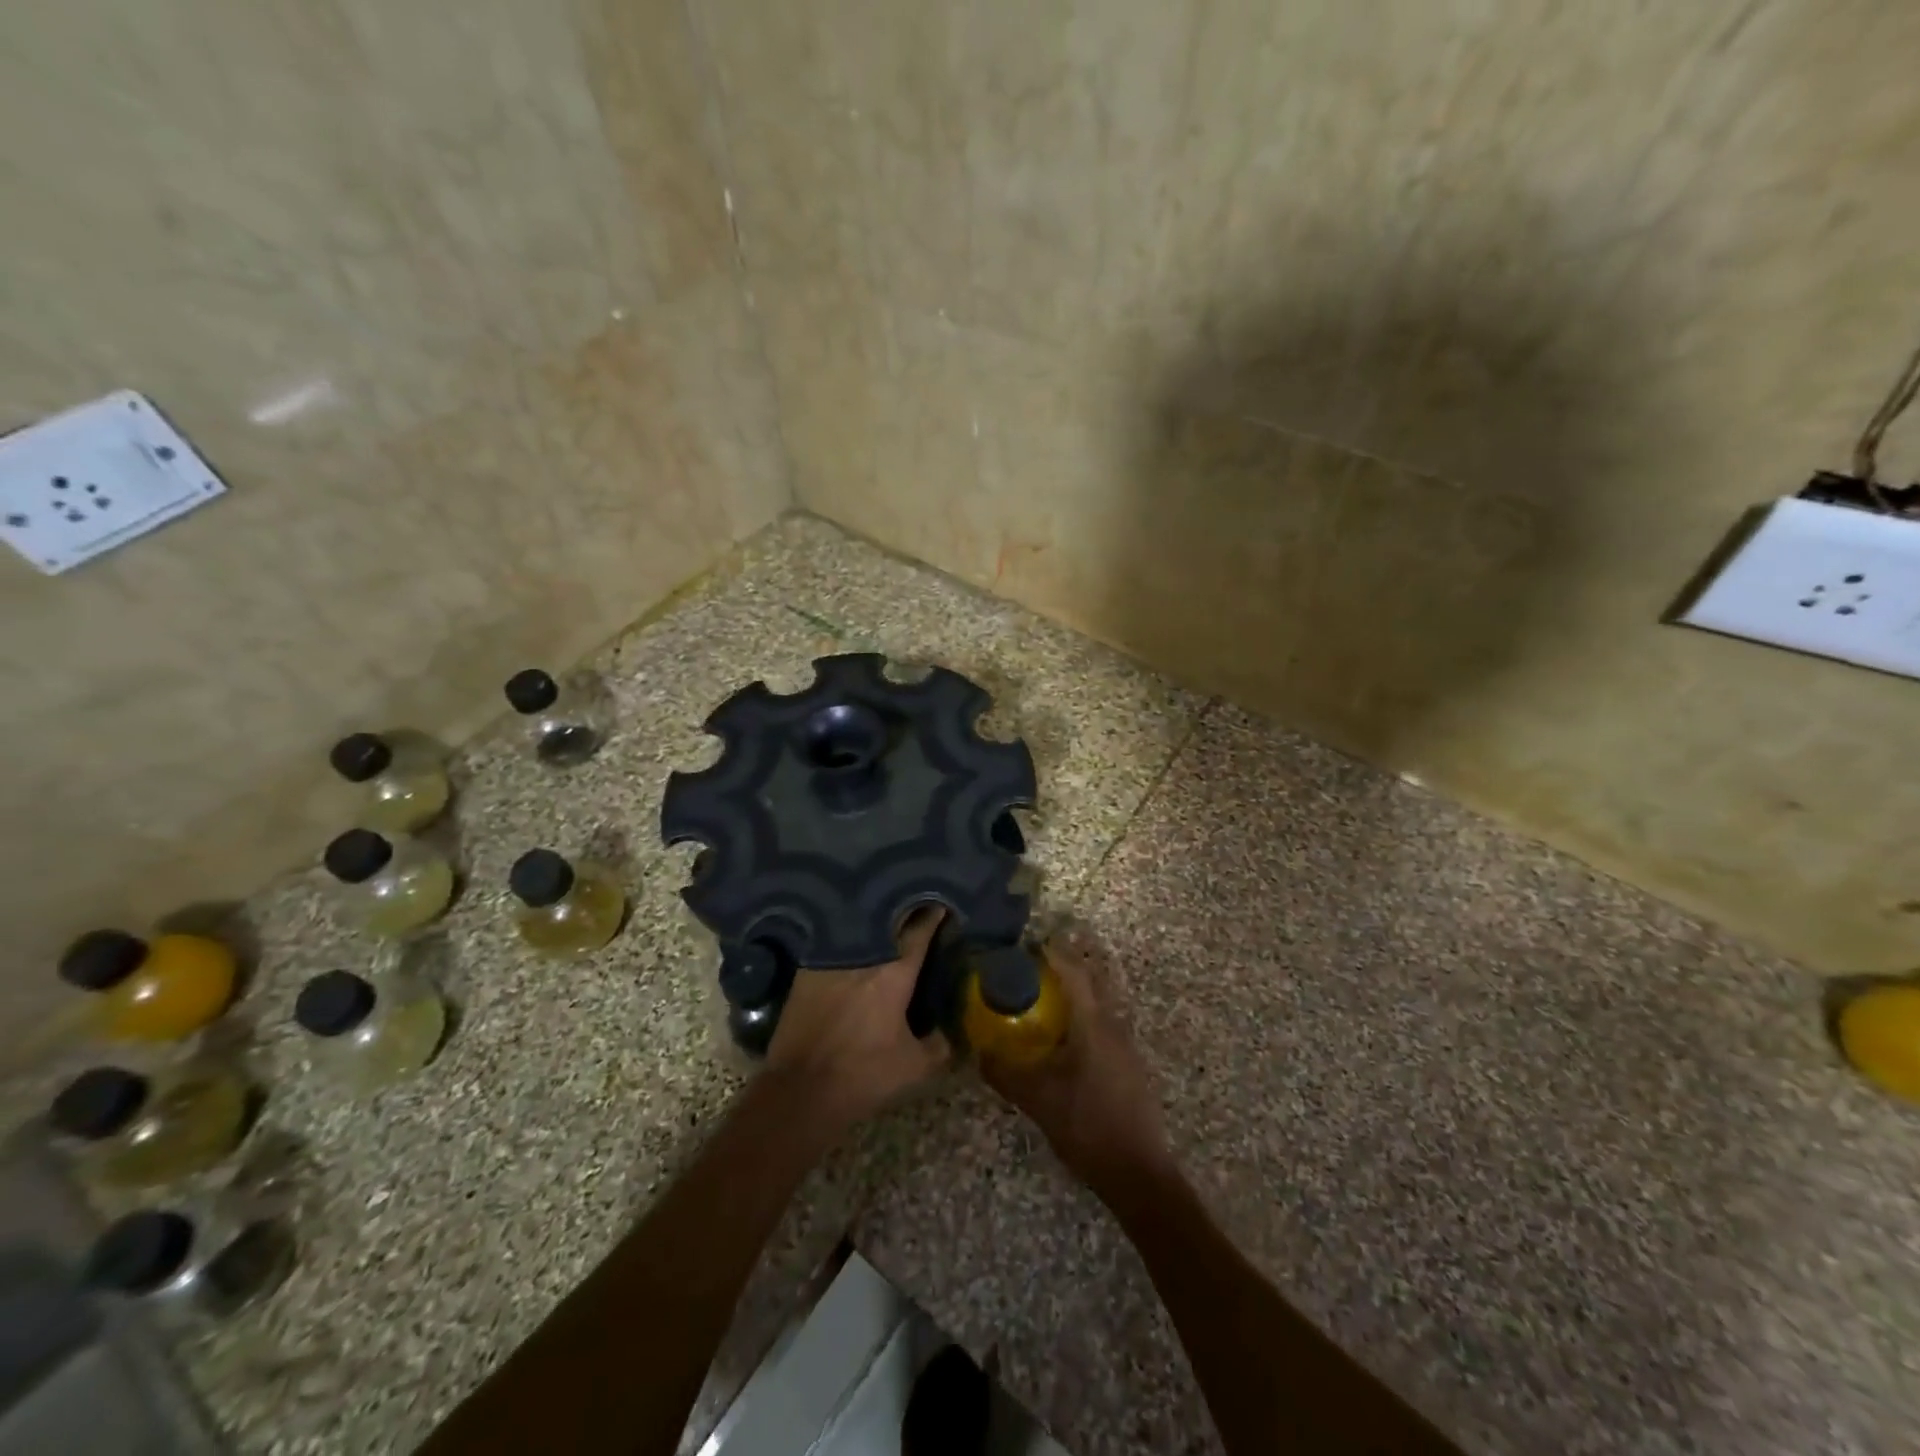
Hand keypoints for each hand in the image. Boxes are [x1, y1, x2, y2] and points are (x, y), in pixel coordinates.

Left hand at [765, 907, 951, 1132]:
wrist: (800, 1089)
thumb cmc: (863, 1075)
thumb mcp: (914, 1067)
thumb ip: (939, 1045)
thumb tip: (948, 1032)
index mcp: (895, 972)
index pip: (919, 930)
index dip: (933, 915)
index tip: (941, 903)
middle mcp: (864, 955)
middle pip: (888, 921)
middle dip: (904, 912)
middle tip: (915, 907)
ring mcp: (832, 959)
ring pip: (859, 929)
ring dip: (874, 924)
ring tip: (885, 919)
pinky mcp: (806, 970)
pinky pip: (834, 944)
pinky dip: (848, 941)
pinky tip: (853, 943)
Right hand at [980, 927, 1176, 1196]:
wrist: (1138, 1173)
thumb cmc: (1087, 1127)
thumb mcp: (1038, 1101)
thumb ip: (1005, 1074)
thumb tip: (979, 1052)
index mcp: (1094, 1025)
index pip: (1074, 972)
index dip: (1053, 954)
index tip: (1029, 944)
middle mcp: (1114, 1026)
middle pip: (1091, 981)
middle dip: (1064, 967)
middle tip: (1032, 967)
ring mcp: (1126, 1045)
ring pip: (1098, 1004)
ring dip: (1074, 993)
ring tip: (1043, 998)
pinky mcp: (1129, 1065)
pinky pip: (1103, 1024)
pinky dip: (1082, 1016)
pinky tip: (1064, 1038)